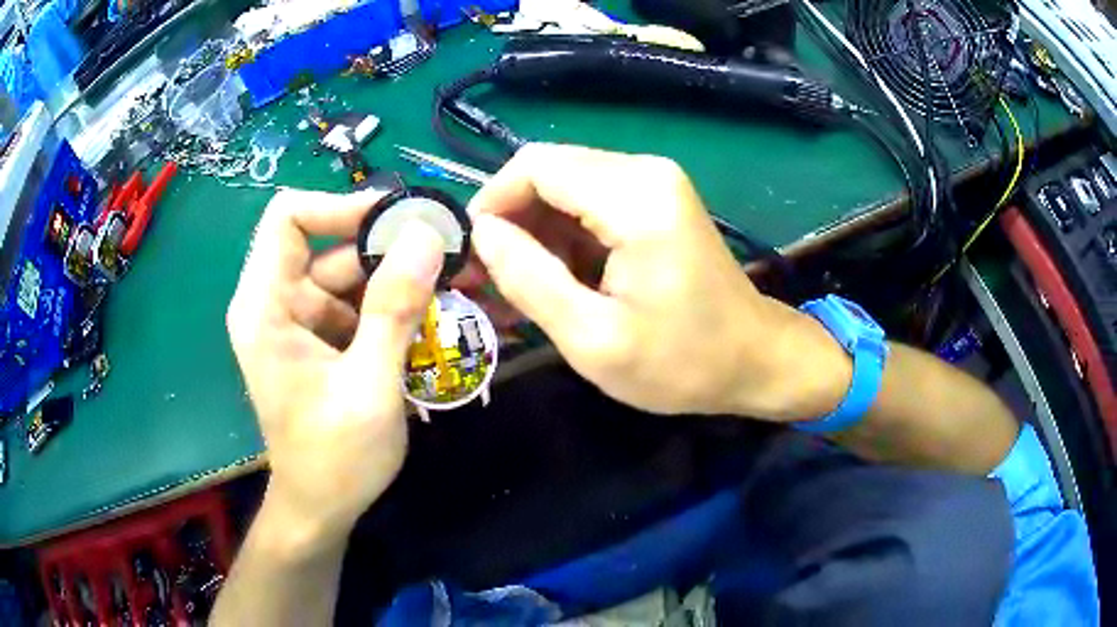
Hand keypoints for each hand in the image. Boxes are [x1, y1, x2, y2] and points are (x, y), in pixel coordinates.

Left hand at [227, 189, 443, 546]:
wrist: (321, 509)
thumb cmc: (335, 459)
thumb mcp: (370, 386)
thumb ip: (395, 308)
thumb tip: (426, 234)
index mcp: (265, 307)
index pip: (288, 217)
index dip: (341, 206)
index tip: (399, 221)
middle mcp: (275, 302)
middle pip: (328, 243)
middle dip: (387, 248)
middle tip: (450, 254)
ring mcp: (298, 321)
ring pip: (348, 273)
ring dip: (399, 278)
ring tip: (455, 286)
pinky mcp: (319, 339)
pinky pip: (356, 303)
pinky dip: (394, 306)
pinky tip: (434, 318)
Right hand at [468, 144, 850, 420]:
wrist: (754, 359)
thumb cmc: (682, 362)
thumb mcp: (594, 339)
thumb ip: (529, 279)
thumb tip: (480, 233)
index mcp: (635, 198)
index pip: (535, 166)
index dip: (491, 203)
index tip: (472, 255)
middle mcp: (645, 171)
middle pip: (548, 171)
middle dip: (509, 219)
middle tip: (489, 277)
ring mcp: (654, 181)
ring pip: (564, 185)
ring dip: (534, 230)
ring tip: (519, 285)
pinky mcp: (656, 197)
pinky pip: (589, 200)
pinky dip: (562, 234)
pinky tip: (556, 278)